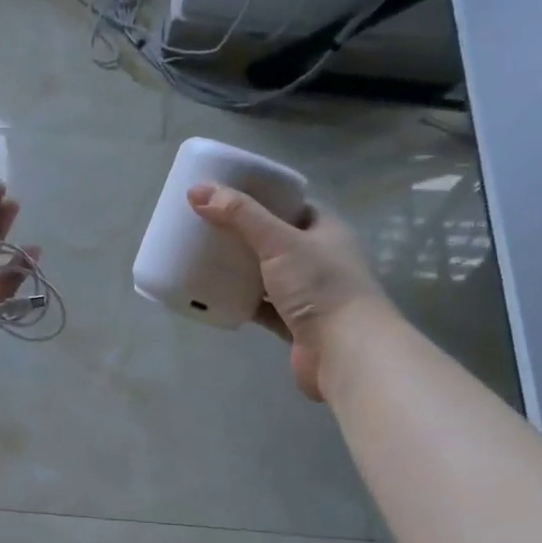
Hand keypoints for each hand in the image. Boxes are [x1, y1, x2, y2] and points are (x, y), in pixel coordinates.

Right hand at [188, 185, 386, 401]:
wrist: (345, 352)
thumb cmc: (319, 286)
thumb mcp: (279, 241)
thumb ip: (239, 215)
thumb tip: (196, 190)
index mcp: (325, 230)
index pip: (291, 205)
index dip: (261, 197)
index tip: (225, 195)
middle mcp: (319, 259)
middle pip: (274, 240)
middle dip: (243, 235)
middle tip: (206, 227)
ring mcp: (307, 294)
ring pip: (266, 275)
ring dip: (240, 270)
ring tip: (203, 258)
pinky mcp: (293, 324)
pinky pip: (261, 307)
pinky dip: (241, 302)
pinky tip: (214, 296)